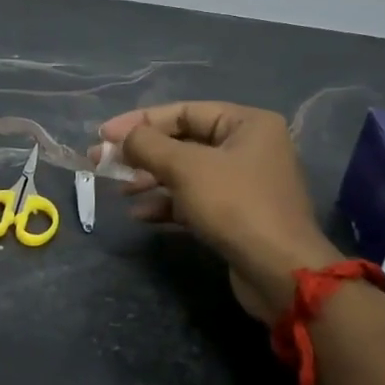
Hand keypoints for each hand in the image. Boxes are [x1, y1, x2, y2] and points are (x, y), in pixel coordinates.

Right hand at [96, 102, 340, 322]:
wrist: (280, 272)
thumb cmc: (234, 205)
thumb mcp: (185, 168)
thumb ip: (148, 145)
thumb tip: (122, 138)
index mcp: (247, 123)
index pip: (184, 111)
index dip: (140, 121)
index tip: (104, 135)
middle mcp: (249, 147)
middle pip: (184, 141)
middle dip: (142, 154)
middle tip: (104, 163)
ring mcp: (245, 183)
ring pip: (187, 172)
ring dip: (150, 180)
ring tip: (119, 191)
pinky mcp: (237, 215)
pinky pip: (195, 200)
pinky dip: (167, 204)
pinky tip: (140, 215)